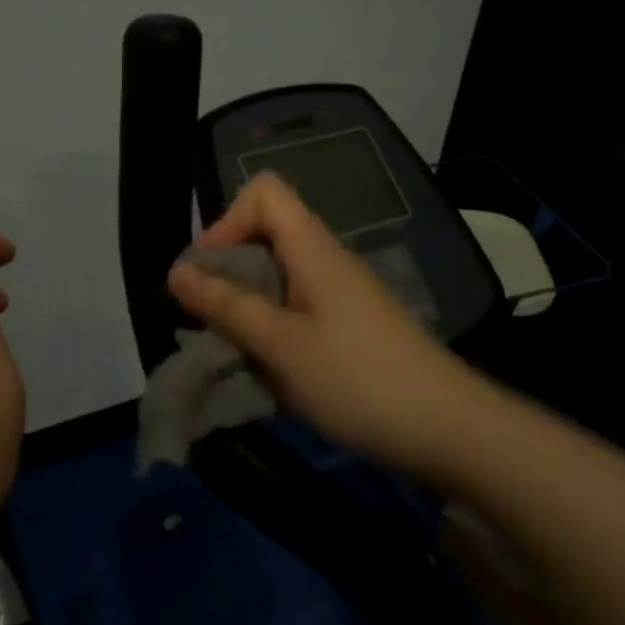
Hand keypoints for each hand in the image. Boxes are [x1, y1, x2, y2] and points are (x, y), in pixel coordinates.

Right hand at [167, 173, 481, 480]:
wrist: (448, 430)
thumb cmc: (358, 379)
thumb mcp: (281, 344)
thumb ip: (227, 306)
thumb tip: (177, 272)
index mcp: (312, 249)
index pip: (263, 193)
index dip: (226, 222)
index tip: (207, 274)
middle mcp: (324, 262)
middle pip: (263, 238)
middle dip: (226, 275)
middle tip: (208, 323)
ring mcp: (338, 297)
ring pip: (275, 282)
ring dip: (245, 312)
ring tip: (232, 356)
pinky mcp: (347, 330)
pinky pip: (294, 315)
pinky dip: (270, 336)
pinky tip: (266, 376)